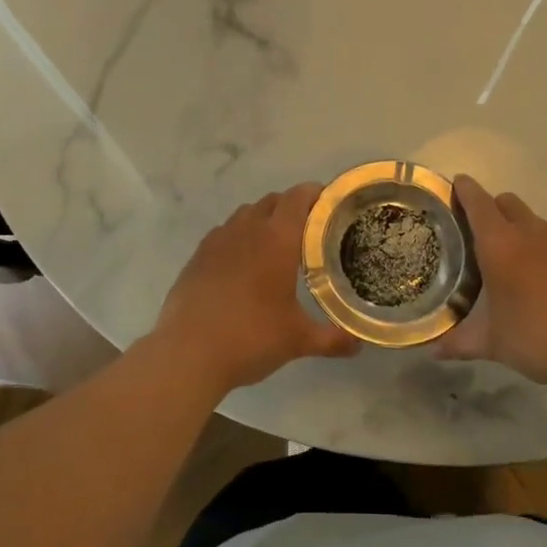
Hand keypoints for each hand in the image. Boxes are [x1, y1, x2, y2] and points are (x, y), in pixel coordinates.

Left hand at [148, 183, 359, 393]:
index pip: (298, 198)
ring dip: (263, 220)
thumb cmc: (250, 337)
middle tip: (308, 230)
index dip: (315, 194)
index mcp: (276, 239)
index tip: (329, 204)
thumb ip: (332, 339)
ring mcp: (217, 240)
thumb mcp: (297, 340)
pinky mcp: (197, 256)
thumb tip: (358, 345)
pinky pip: (223, 233)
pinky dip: (238, 238)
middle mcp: (247, 229)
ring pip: (245, 214)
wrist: (187, 353)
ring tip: (274, 246)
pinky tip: (241, 265)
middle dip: (291, 208)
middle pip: (272, 201)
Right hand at [435, 174, 546, 390]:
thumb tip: (432, 351)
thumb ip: (459, 342)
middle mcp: (529, 235)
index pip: (479, 203)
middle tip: (472, 228)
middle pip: (506, 202)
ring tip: (502, 254)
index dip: (465, 190)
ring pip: (530, 219)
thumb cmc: (537, 337)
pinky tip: (532, 276)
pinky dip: (535, 245)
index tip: (454, 184)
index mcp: (501, 245)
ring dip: (514, 225)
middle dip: (489, 206)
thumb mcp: (492, 343)